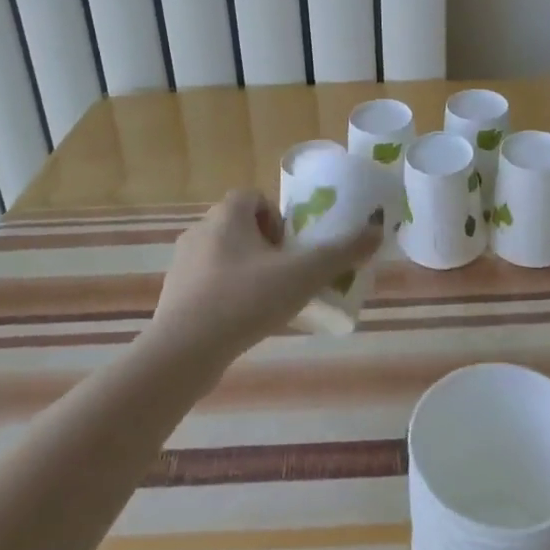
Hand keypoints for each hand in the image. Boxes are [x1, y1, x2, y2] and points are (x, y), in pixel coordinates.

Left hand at [146, 189, 381, 366]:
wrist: (183, 352)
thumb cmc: (245, 299)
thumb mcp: (303, 275)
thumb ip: (341, 252)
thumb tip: (376, 231)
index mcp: (227, 214)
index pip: (255, 197)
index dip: (278, 218)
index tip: (293, 248)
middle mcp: (200, 230)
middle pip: (240, 226)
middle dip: (266, 246)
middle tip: (287, 275)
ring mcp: (182, 263)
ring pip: (223, 255)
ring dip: (246, 270)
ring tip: (267, 302)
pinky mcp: (173, 295)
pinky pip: (207, 283)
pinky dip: (226, 294)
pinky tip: (241, 322)